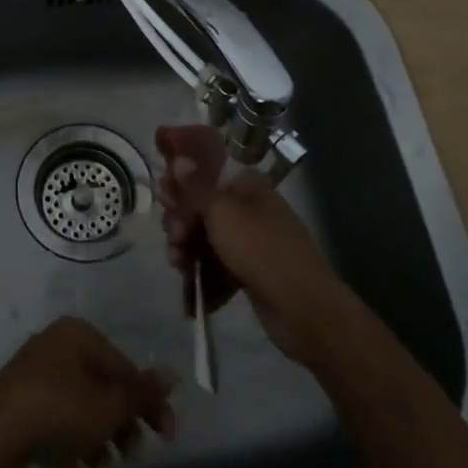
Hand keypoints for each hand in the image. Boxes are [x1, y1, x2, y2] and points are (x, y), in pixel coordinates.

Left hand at [0, 317, 175, 467]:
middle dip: (122, 422)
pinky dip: (70, 438)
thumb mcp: (109, 405)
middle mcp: (55, 344)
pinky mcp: (17, 400)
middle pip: (102, 385)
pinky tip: (73, 466)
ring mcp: (33, 372)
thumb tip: (172, 374)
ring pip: (79, 403)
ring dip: (98, 435)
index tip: (166, 438)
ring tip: (102, 465)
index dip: (149, 403)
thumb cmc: (60, 411)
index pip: (125, 367)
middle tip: (132, 456)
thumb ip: (142, 392)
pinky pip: (55, 416)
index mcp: (79, 334)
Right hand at [156, 124, 343, 362]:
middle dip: (182, 225)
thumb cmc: (260, 249)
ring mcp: (251, 243)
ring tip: (180, 268)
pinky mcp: (250, 273)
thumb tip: (179, 158)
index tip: (165, 200)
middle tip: (174, 241)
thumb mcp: (222, 213)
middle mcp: (249, 209)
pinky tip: (193, 294)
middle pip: (202, 210)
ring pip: (207, 241)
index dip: (182, 186)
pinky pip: (218, 267)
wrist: (303, 309)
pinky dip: (205, 277)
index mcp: (247, 186)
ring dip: (188, 253)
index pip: (206, 175)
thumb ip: (196, 187)